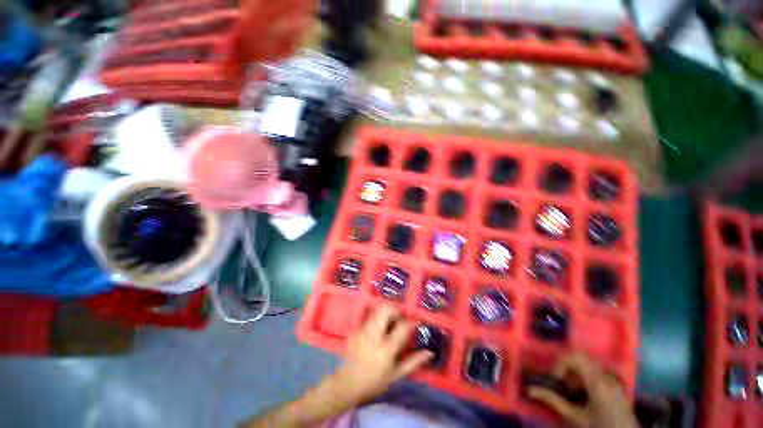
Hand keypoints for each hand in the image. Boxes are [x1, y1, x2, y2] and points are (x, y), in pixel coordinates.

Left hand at [329, 306, 432, 404]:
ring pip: (377, 310)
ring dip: (387, 313)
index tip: (415, 323)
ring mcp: (363, 330)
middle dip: (396, 310)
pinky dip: (377, 319)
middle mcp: (374, 335)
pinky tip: (378, 330)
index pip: (402, 327)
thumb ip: (413, 362)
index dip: (411, 322)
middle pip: (386, 310)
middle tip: (400, 320)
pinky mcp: (356, 329)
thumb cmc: (375, 382)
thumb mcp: (396, 375)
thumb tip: (430, 352)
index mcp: (386, 349)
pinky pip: (369, 317)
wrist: (347, 384)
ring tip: (390, 324)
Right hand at [527, 353, 637, 427]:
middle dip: (566, 368)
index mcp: (597, 380)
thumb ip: (554, 401)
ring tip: (571, 393)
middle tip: (561, 385)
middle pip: (580, 358)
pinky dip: (584, 380)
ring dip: (574, 375)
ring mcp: (613, 381)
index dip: (560, 362)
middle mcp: (606, 375)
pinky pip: (596, 374)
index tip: (555, 379)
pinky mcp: (615, 387)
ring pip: (587, 365)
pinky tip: (583, 397)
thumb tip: (529, 389)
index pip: (575, 355)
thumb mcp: (575, 418)